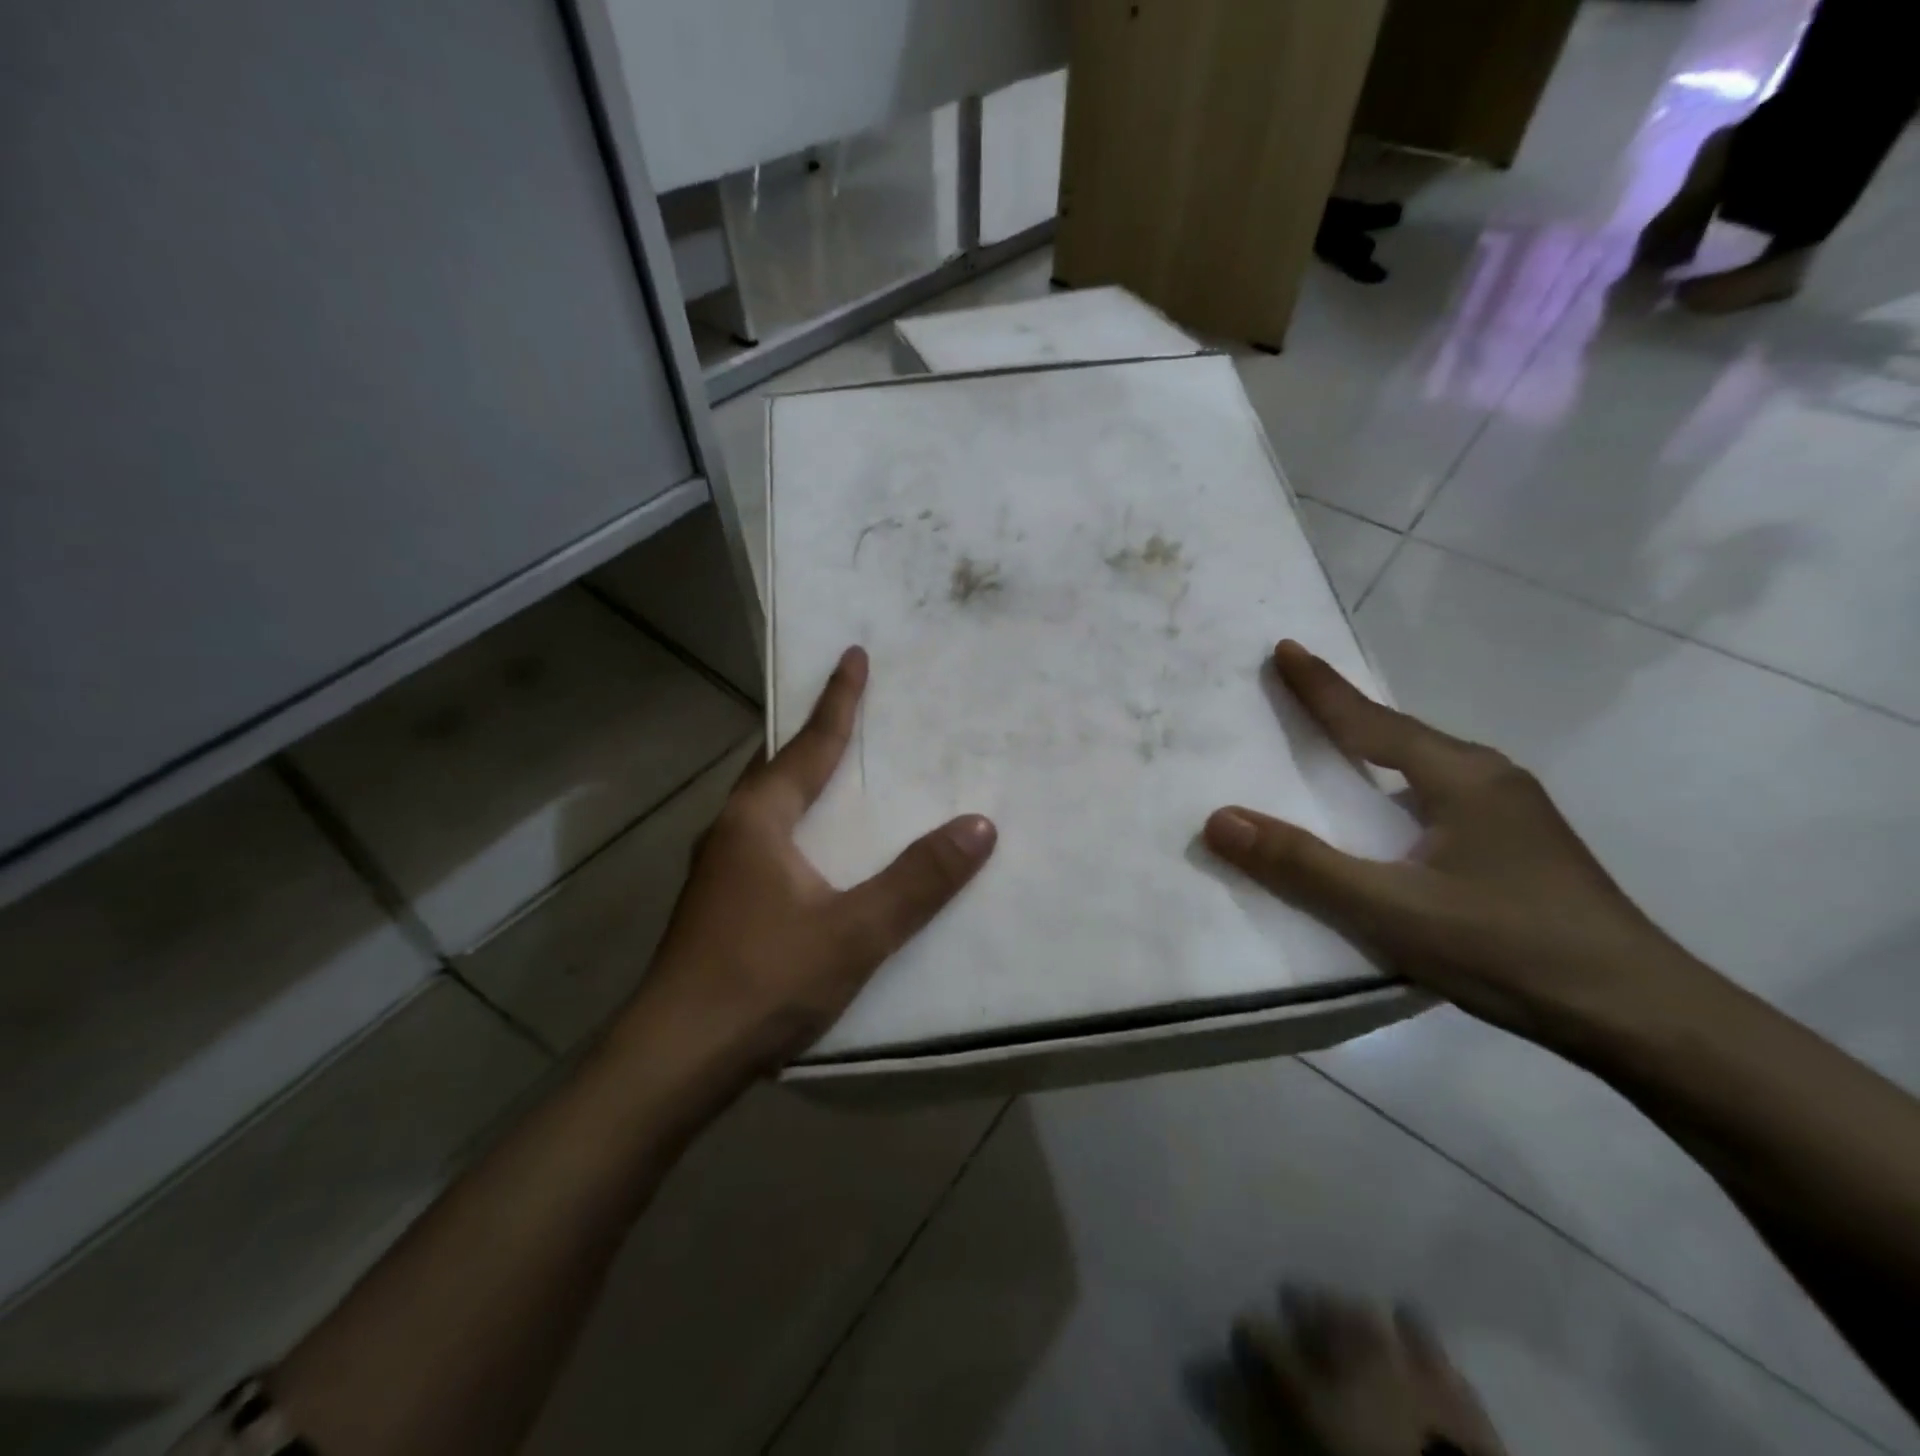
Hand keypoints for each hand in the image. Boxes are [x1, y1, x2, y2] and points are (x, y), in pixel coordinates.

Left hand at [626, 646, 994, 1081]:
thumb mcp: (853, 932)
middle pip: (777, 768)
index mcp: (757, 820)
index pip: (808, 746)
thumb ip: (918, 881)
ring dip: (799, 783)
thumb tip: (979, 825)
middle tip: (849, 714)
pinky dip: (794, 826)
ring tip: (835, 776)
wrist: (674, 1060)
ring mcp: (718, 872)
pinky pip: (763, 843)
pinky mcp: (718, 908)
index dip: (838, 701)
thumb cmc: (762, 981)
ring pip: (765, 808)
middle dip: (812, 738)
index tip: (853, 655)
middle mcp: (730, 833)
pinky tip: (811, 855)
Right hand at [1203, 641, 1721, 1052]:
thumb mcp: (1390, 910)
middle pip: (1401, 733)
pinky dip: (1398, 786)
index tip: (1285, 647)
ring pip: (1424, 766)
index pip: (1372, 721)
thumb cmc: (1509, 950)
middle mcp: (1490, 779)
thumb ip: (1303, 865)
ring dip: (1375, 748)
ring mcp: (1513, 813)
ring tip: (1334, 745)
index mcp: (1461, 778)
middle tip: (1298, 690)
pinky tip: (1390, 813)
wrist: (1644, 1017)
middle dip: (1347, 710)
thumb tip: (1220, 819)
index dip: (1322, 687)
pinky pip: (1439, 795)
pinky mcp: (1521, 846)